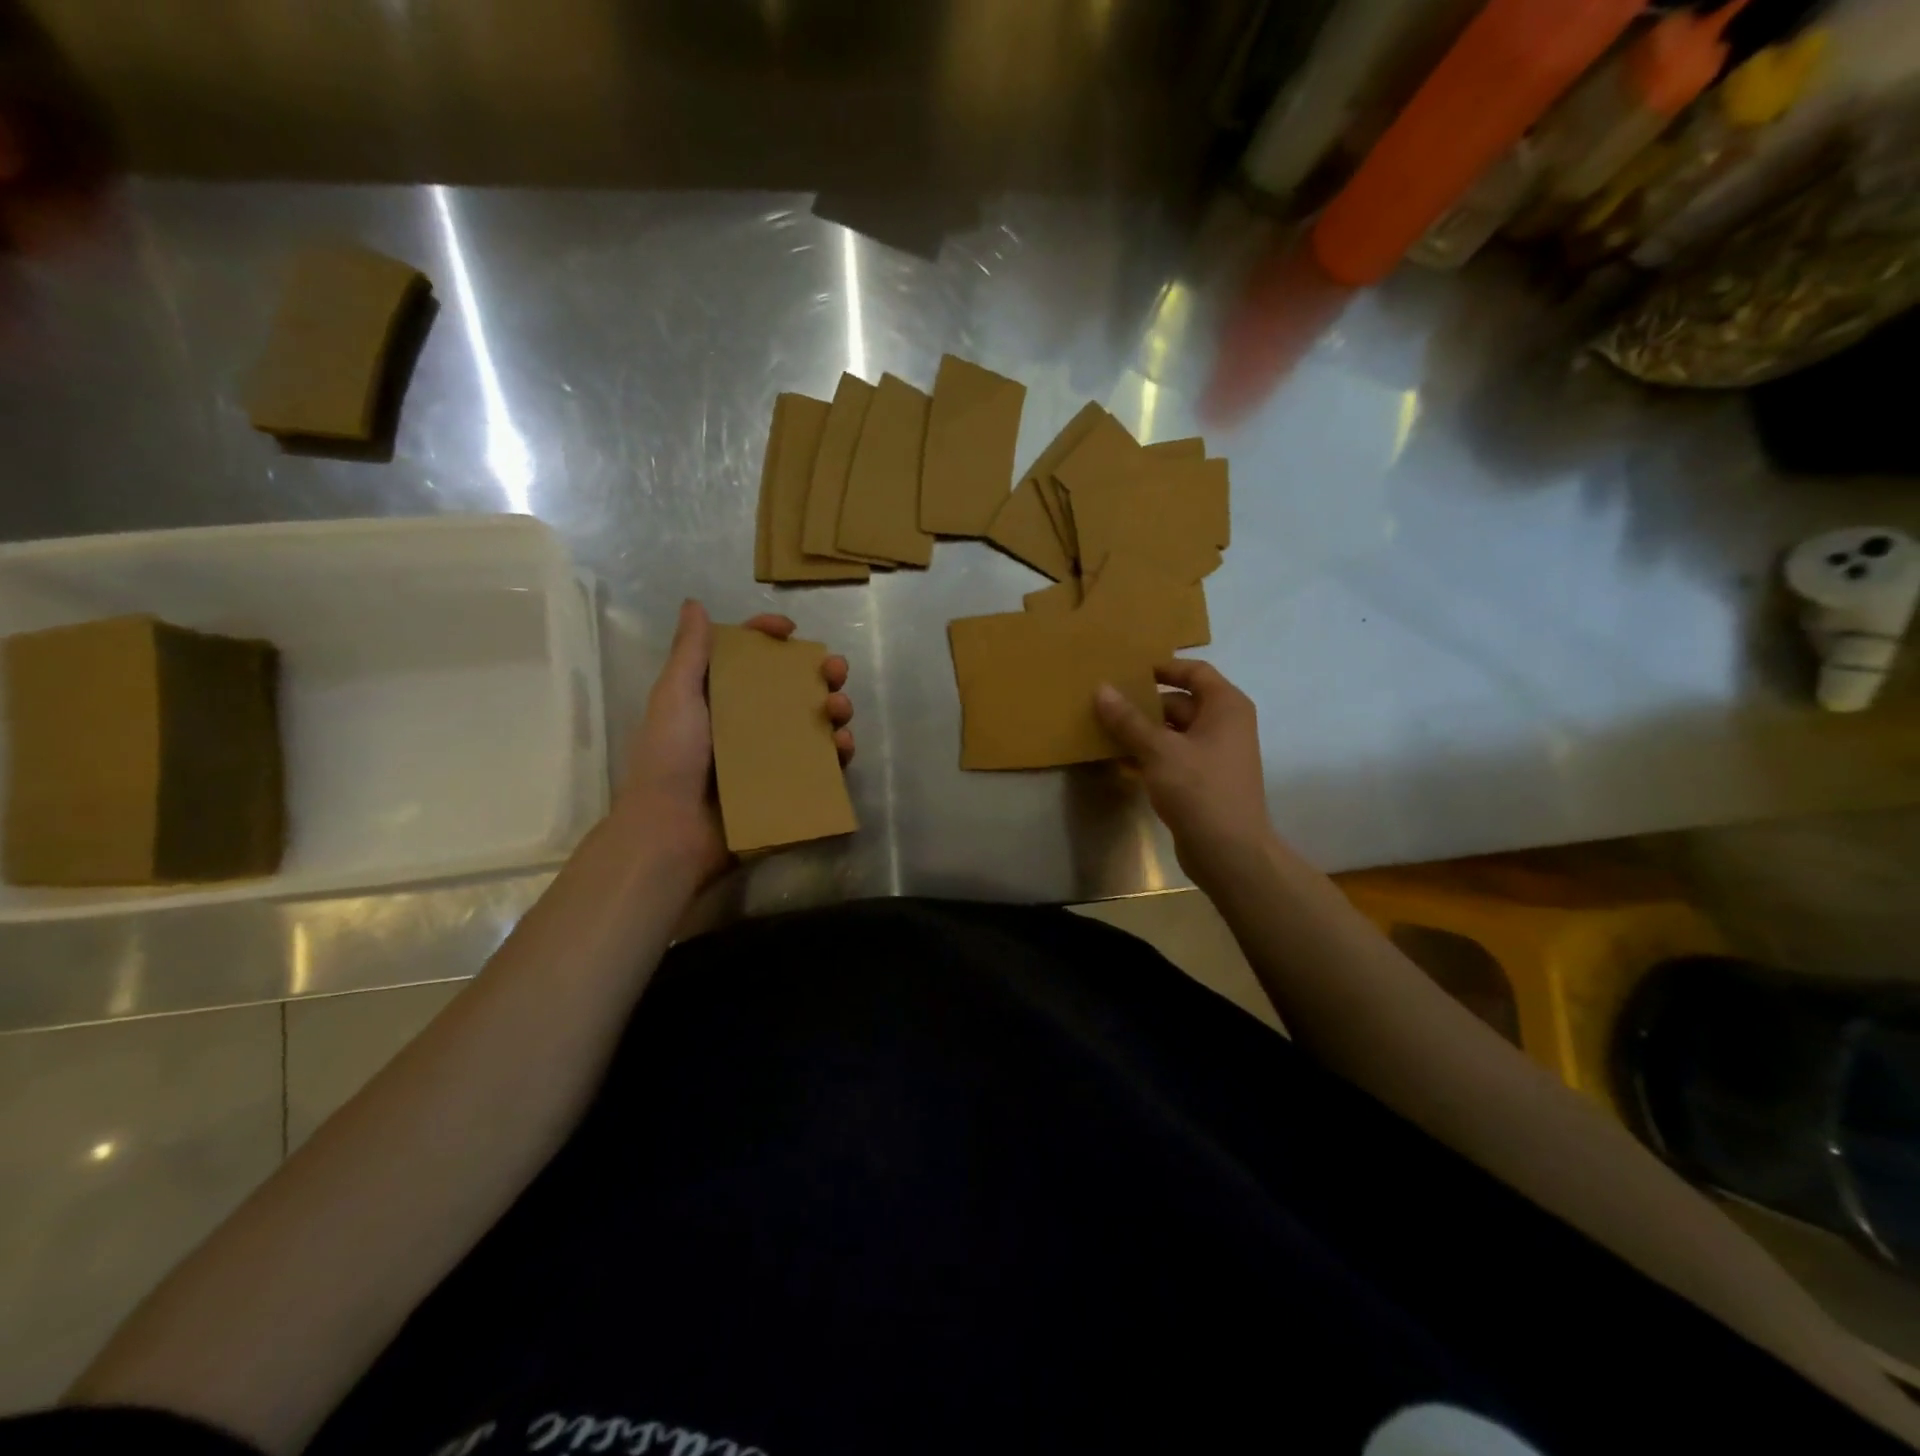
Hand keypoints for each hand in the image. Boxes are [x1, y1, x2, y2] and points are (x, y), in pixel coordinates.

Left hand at [614, 600, 853, 888]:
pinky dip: (838, 753)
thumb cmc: (670, 759)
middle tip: (835, 671)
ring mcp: (769, 757)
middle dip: (818, 674)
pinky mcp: (786, 787)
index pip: (748, 658)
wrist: (671, 833)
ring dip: (834, 710)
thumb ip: (690, 653)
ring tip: (839, 709)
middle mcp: (746, 723)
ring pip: (813, 724)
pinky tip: (844, 746)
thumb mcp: (675, 698)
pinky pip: (820, 765)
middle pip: (791, 688)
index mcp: (718, 698)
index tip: (790, 630)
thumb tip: (694, 604)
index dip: (769, 638)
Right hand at [1094, 660, 1273, 881]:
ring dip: (1141, 732)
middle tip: (1105, 705)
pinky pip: (1172, 757)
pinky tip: (1118, 761)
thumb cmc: (1199, 790)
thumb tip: (1101, 689)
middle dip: (1143, 705)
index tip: (1127, 672)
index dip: (1162, 668)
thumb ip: (1128, 720)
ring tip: (1103, 731)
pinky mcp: (1203, 780)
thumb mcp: (1158, 750)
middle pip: (1180, 702)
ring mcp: (1214, 754)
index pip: (1194, 672)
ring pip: (1172, 732)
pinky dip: (1149, 756)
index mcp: (1225, 707)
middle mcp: (1225, 725)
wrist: (1229, 852)